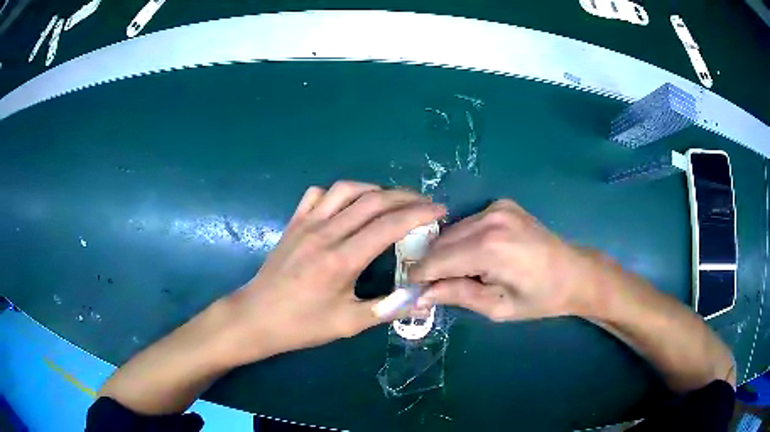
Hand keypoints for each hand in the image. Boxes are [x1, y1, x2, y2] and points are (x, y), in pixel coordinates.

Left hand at [224, 181, 445, 362]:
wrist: (257, 317)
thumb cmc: (302, 325)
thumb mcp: (348, 324)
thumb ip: (388, 309)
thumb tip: (422, 298)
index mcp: (342, 260)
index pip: (389, 225)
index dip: (419, 214)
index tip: (440, 211)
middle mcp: (325, 233)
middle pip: (372, 200)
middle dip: (405, 197)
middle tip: (425, 204)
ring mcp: (306, 224)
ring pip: (346, 189)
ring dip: (375, 190)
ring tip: (392, 202)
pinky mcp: (294, 223)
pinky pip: (318, 194)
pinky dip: (340, 193)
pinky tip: (348, 206)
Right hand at [410, 199, 601, 321]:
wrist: (574, 273)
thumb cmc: (539, 298)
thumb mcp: (497, 307)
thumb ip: (457, 295)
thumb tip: (420, 295)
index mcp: (490, 248)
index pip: (436, 260)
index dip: (419, 276)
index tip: (411, 291)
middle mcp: (489, 219)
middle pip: (440, 242)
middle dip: (431, 265)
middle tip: (435, 288)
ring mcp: (496, 207)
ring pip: (451, 231)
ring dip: (447, 253)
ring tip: (461, 274)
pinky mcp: (502, 204)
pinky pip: (467, 223)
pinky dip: (463, 241)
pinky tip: (477, 257)